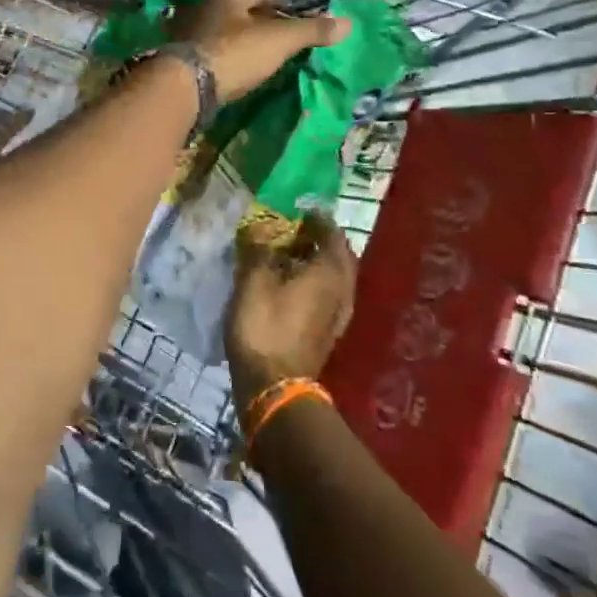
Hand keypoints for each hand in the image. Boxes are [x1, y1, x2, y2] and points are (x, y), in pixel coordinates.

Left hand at [170, 0, 350, 99]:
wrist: (185, 86)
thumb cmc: (235, 54)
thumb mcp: (279, 40)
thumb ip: (311, 31)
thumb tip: (348, 23)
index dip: (286, 4)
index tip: (301, 17)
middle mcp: (204, 6)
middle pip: (242, 12)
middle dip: (262, 22)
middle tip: (284, 38)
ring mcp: (187, 31)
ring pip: (224, 32)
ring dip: (242, 41)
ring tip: (263, 56)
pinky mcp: (179, 57)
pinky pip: (211, 52)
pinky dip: (226, 58)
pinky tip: (237, 70)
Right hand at [225, 216, 357, 413]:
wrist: (273, 388)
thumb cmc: (264, 327)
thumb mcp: (253, 281)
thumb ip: (258, 249)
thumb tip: (260, 227)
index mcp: (330, 271)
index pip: (331, 232)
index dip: (315, 218)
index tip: (297, 209)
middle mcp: (342, 289)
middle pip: (338, 255)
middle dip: (320, 240)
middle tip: (294, 230)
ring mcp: (339, 314)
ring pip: (334, 277)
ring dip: (317, 262)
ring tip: (289, 255)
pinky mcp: (329, 333)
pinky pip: (327, 295)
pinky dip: (314, 283)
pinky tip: (291, 285)